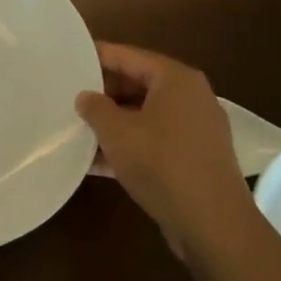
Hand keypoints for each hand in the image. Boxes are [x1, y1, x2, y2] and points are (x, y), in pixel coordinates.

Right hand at [75, 43, 250, 253]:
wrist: (213, 225)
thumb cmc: (162, 165)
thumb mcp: (117, 133)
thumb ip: (95, 108)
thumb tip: (85, 97)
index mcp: (175, 79)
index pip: (127, 56)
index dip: (95, 57)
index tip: (66, 61)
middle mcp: (190, 97)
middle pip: (137, 84)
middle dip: (102, 94)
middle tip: (68, 99)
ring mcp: (195, 129)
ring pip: (144, 115)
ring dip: (112, 123)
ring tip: (76, 130)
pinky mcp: (194, 158)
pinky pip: (154, 141)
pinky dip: (128, 146)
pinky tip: (96, 162)